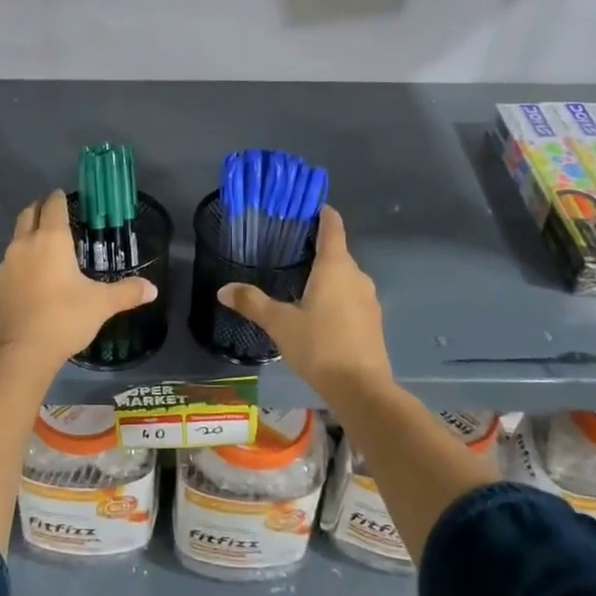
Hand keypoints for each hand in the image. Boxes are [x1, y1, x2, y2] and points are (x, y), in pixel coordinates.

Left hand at [0, 190, 156, 369]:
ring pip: (17, 237)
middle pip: (29, 214)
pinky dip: (22, 259)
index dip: (59, 198)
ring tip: (47, 246)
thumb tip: (153, 288)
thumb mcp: (101, 305)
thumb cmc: (64, 318)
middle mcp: (25, 244)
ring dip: (29, 234)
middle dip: (41, 210)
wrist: (19, 351)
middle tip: (55, 214)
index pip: (53, 206)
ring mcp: (7, 264)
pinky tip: (34, 275)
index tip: (65, 196)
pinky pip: (11, 261)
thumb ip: (127, 292)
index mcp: (51, 239)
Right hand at [218, 206, 392, 400]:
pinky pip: (351, 297)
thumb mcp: (279, 323)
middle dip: (315, 249)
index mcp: (335, 267)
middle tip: (288, 251)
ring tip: (298, 282)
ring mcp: (368, 299)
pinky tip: (317, 313)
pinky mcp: (372, 321)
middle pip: (337, 252)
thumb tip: (223, 289)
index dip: (322, 213)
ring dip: (326, 276)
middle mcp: (357, 276)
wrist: (362, 388)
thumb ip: (252, 302)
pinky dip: (335, 296)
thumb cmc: (320, 345)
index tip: (307, 207)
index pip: (332, 227)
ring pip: (345, 277)